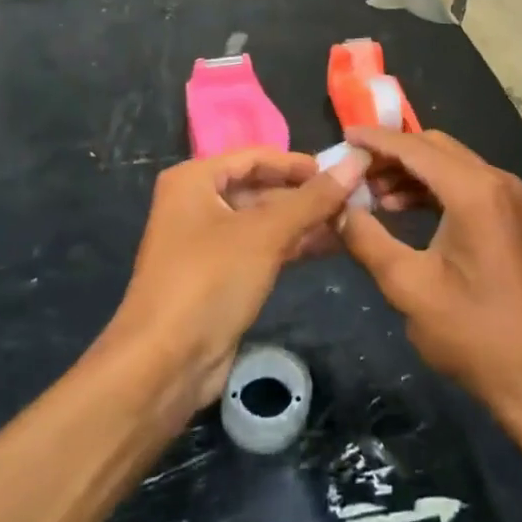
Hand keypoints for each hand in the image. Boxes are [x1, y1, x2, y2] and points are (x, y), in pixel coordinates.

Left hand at [106, 149, 366, 406]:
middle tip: (355, 198)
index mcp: (195, 180)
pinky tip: (330, 245)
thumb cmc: (210, 281)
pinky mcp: (219, 275)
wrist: (164, 365)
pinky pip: (261, 247)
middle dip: (306, 195)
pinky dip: (292, 244)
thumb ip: (313, 198)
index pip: (256, 157)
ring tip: (353, 221)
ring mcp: (207, 241)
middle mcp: (197, 203)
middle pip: (261, 187)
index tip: (343, 171)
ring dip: (305, 220)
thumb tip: (357, 161)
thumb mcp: (265, 233)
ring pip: (264, 220)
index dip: (300, 163)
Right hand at [339, 129, 521, 425]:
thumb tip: (338, 209)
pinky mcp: (508, 215)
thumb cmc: (472, 333)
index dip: (376, 141)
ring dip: (409, 171)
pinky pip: (463, 184)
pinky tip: (400, 206)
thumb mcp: (408, 286)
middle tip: (351, 168)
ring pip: (448, 164)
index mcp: (474, 191)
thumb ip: (367, 240)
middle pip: (434, 148)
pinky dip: (430, 188)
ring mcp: (507, 197)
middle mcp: (496, 181)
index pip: (415, 148)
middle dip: (391, 154)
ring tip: (368, 193)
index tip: (342, 137)